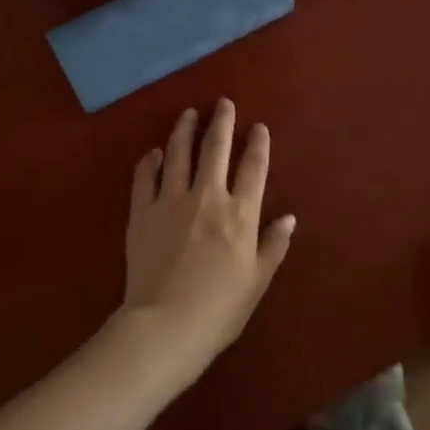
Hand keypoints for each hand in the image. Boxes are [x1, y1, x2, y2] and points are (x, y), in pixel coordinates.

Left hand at [118, 100, 295, 385]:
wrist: (165, 326)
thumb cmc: (219, 309)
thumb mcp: (257, 281)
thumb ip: (273, 245)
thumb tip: (288, 217)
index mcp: (240, 214)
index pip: (253, 167)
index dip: (258, 144)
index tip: (258, 126)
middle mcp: (207, 197)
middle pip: (216, 149)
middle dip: (221, 122)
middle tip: (223, 103)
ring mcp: (170, 201)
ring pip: (178, 153)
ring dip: (184, 130)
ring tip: (188, 113)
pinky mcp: (141, 211)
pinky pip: (145, 176)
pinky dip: (151, 160)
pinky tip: (154, 152)